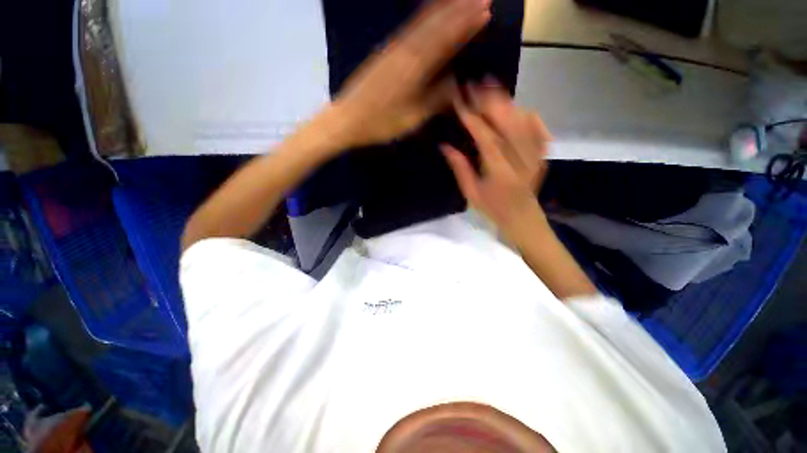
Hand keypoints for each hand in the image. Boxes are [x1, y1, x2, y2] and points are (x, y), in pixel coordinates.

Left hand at [331, 0, 490, 147]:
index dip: (465, 25)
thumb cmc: (381, 123)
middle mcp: (405, 50)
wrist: (347, 119)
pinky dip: (421, 16)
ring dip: (443, 8)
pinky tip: (427, 10)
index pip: (445, 40)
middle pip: (435, 25)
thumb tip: (457, 84)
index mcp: (414, 67)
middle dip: (459, 10)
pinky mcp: (384, 52)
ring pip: (422, 22)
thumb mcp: (412, 118)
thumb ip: (436, 100)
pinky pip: (408, 28)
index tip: (486, 11)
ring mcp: (393, 48)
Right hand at [442, 80, 551, 242]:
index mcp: (500, 173)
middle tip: (477, 83)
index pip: (486, 139)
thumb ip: (460, 169)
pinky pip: (539, 130)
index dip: (472, 118)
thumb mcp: (471, 194)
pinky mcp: (542, 155)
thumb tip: (445, 145)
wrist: (522, 218)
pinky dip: (530, 116)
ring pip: (524, 123)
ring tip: (493, 88)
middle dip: (491, 101)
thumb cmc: (493, 209)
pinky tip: (519, 107)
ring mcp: (535, 156)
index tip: (460, 101)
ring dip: (508, 103)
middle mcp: (520, 161)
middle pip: (508, 124)